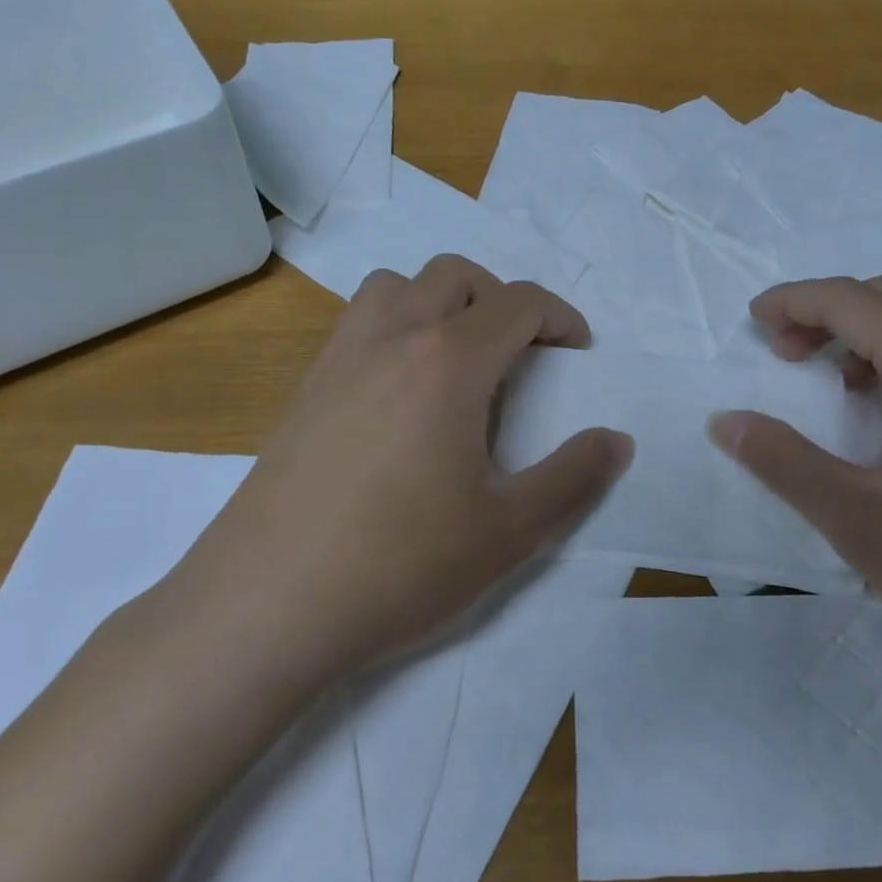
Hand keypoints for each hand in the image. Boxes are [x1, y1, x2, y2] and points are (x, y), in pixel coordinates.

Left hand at [174, 255, 631, 681]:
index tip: (577, 351)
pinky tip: (401, 398)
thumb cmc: (400, 563)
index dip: (560, 318)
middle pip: (455, 275)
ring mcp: (338, 359)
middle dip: (501, 300)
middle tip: (521, 356)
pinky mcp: (304, 390)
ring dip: (439, 302)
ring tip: (458, 362)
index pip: (517, 302)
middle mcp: (392, 339)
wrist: (265, 607)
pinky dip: (395, 328)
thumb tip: (616, 440)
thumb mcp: (510, 531)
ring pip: (396, 286)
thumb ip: (574, 478)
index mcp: (448, 361)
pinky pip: (358, 324)